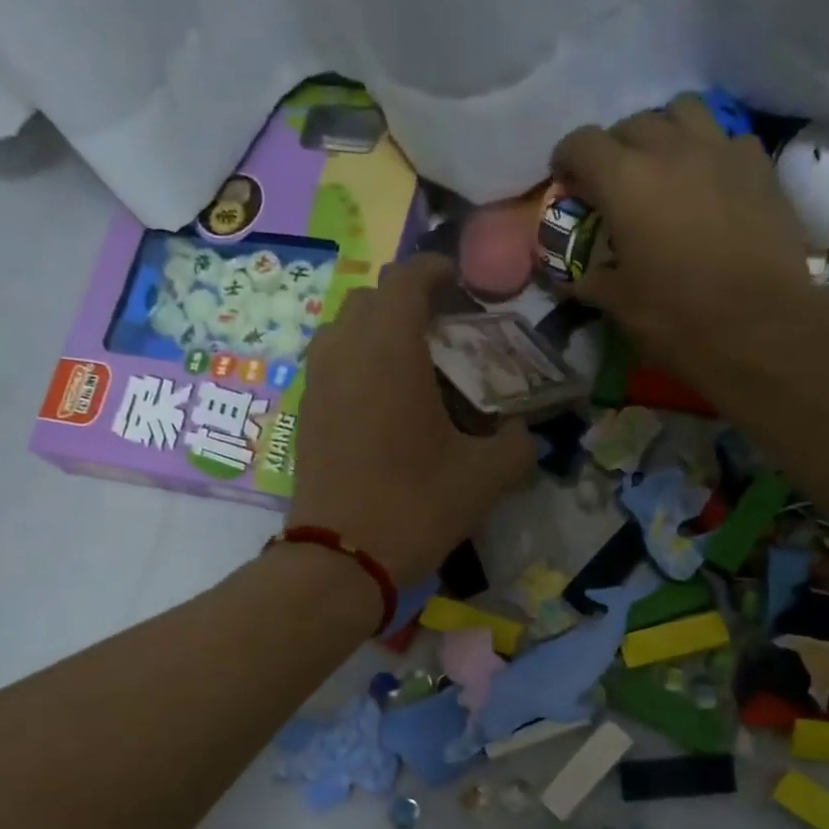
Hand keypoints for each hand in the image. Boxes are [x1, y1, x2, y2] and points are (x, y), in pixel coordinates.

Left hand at [288, 255, 533, 583]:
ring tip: (411, 362)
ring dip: (376, 330)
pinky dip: (357, 361)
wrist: (342, 558)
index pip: (406, 279)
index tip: (459, 282)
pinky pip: (330, 363)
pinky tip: (383, 401)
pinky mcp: (305, 413)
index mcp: (391, 350)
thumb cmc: (416, 505)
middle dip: (407, 300)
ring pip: (343, 328)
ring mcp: (318, 382)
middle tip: (443, 329)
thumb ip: (517, 444)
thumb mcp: (486, 477)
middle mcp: (346, 352)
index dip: (434, 270)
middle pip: (370, 298)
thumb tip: (522, 432)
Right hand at [550, 95, 817, 378]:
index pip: (582, 143)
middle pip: (632, 123)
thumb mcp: (620, 306)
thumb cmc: (678, 318)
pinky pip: (727, 139)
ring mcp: (720, 151)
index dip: (567, 160)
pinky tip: (710, 183)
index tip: (567, 183)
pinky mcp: (759, 166)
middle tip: (615, 185)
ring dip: (665, 132)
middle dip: (615, 149)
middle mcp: (670, 150)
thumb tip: (574, 278)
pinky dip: (710, 152)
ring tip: (664, 167)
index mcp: (624, 181)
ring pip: (683, 111)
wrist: (759, 328)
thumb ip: (592, 281)